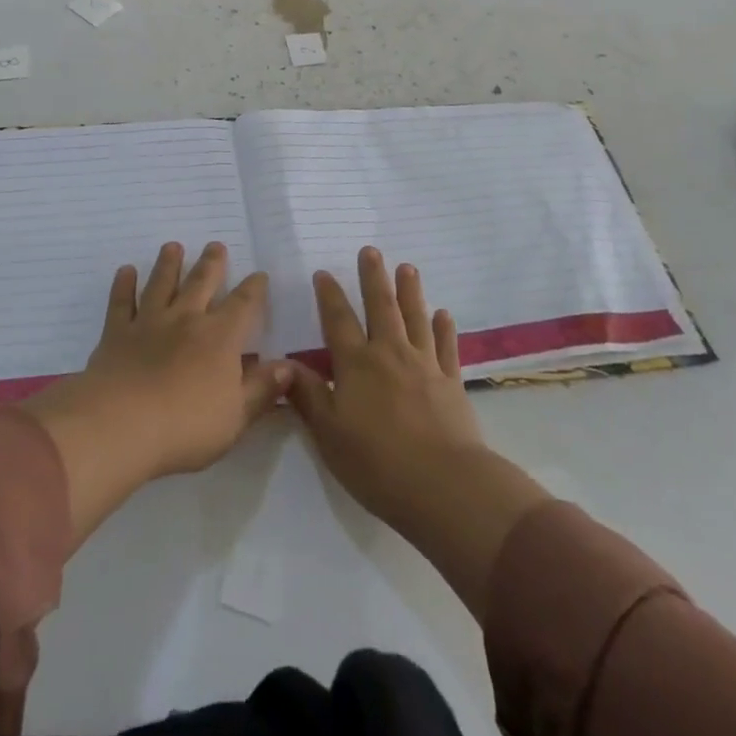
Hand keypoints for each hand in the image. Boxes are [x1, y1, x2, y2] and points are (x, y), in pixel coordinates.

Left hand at [24, 243, 293, 543]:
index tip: (259, 275)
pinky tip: (126, 271)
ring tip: (173, 246)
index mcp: (219, 338)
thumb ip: (262, 389)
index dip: (253, 289)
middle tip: (215, 245)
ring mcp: (149, 322)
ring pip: (161, 284)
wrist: (121, 425)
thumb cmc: (186, 427)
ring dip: (168, 264)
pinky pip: (121, 302)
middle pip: (201, 282)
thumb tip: (289, 366)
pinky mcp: (117, 333)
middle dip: (211, 263)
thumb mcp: (236, 417)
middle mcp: (186, 319)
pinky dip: (123, 285)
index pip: (243, 305)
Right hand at [285, 247, 483, 529]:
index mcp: (356, 365)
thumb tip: (285, 364)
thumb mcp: (329, 434)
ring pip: (415, 317)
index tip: (324, 272)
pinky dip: (444, 328)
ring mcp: (424, 365)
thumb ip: (308, 396)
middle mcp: (389, 354)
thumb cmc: (377, 463)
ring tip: (407, 268)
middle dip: (373, 277)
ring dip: (410, 291)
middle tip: (371, 251)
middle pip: (381, 307)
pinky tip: (443, 315)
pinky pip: (446, 346)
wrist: (444, 485)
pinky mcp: (451, 382)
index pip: (338, 321)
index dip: (330, 295)